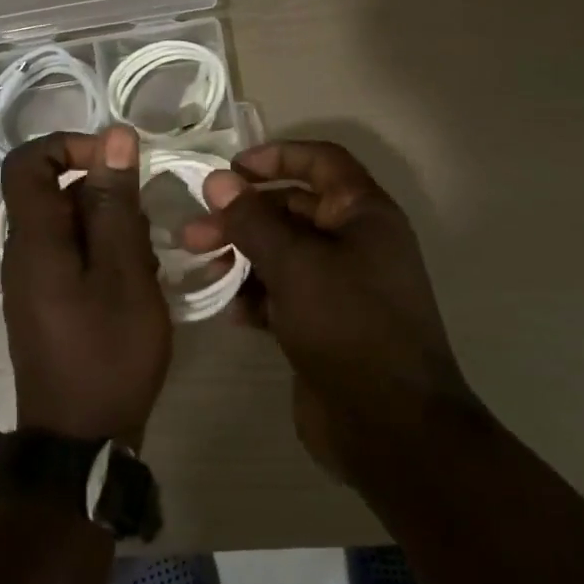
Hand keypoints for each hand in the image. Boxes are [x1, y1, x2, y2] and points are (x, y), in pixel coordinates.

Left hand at [0, 127, 172, 444]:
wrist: (82, 438)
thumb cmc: (109, 352)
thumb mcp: (125, 272)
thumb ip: (116, 202)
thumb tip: (115, 136)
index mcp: (35, 238)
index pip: (28, 160)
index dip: (70, 144)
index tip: (118, 161)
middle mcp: (24, 251)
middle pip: (55, 192)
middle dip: (105, 195)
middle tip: (145, 228)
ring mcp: (33, 278)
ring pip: (70, 225)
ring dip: (112, 229)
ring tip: (145, 265)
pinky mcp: (47, 300)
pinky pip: (72, 255)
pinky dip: (105, 256)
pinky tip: (135, 286)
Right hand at [181, 140, 478, 474]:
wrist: (389, 426)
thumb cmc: (348, 326)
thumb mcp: (296, 265)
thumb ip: (253, 220)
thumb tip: (218, 180)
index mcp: (364, 214)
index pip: (322, 163)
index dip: (277, 156)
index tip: (231, 169)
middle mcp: (355, 243)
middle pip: (292, 209)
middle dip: (243, 216)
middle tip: (194, 232)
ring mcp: (340, 286)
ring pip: (282, 254)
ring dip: (242, 256)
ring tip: (202, 269)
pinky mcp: (323, 324)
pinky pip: (283, 294)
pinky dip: (255, 295)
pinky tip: (230, 310)